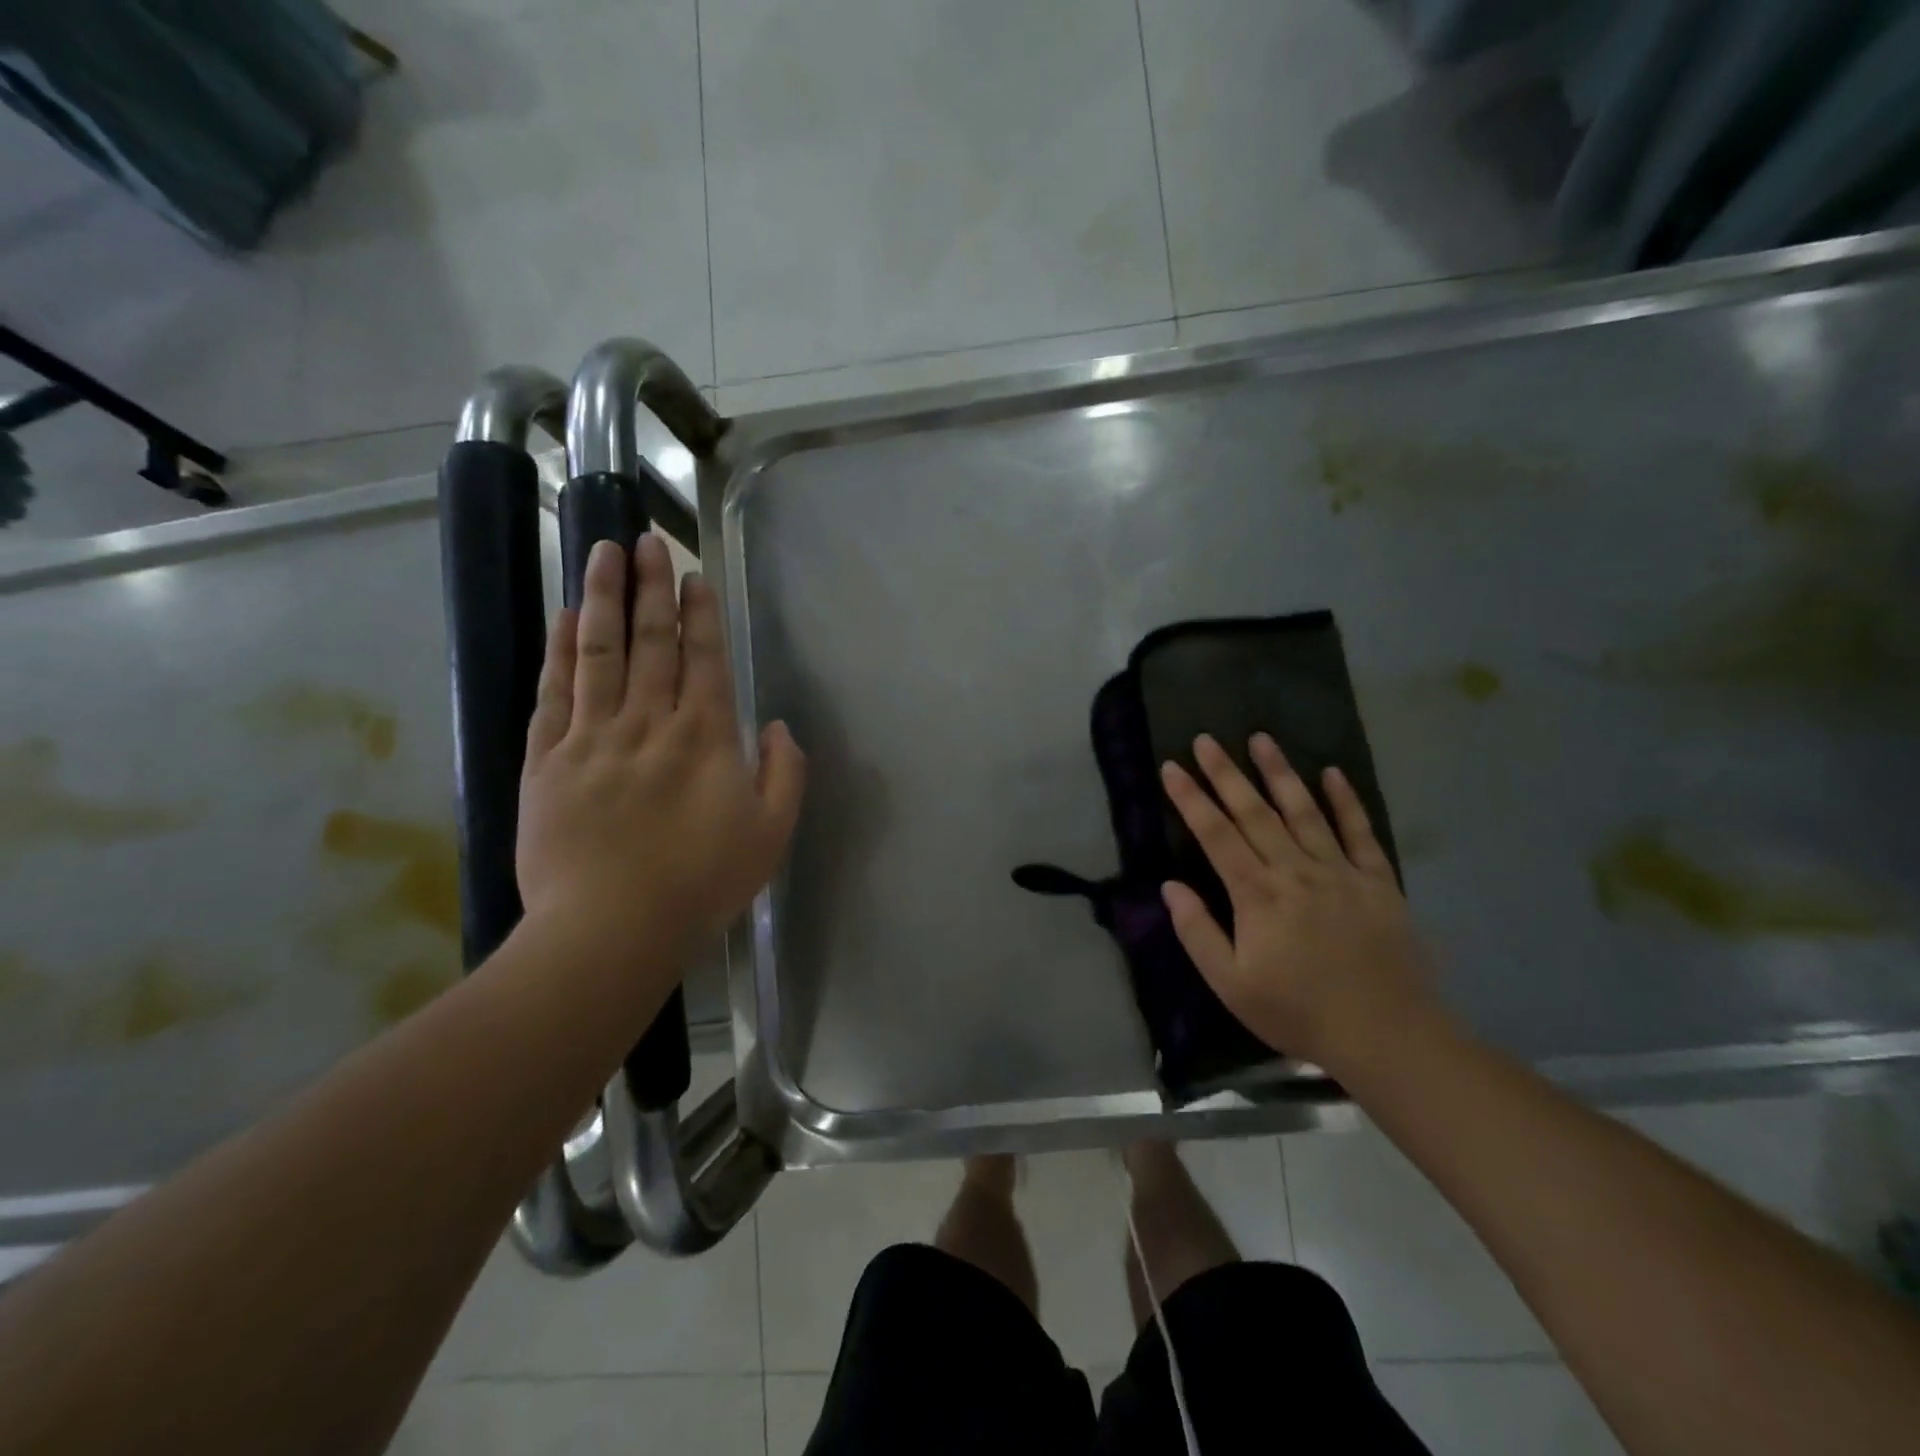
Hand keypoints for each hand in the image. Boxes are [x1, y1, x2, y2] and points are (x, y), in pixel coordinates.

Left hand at [516, 536, 804, 970]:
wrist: (610, 928)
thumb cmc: (701, 883)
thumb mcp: (771, 834)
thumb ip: (784, 774)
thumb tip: (776, 727)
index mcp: (704, 737)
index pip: (704, 659)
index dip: (700, 614)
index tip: (694, 575)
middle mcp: (648, 722)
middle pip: (651, 642)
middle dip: (652, 587)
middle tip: (647, 540)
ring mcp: (592, 737)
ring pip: (599, 653)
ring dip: (604, 598)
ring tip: (603, 553)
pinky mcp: (547, 760)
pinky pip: (555, 693)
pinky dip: (561, 651)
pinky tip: (567, 618)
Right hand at [1160, 734, 1437, 1073]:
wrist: (1388, 1036)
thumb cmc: (1299, 1012)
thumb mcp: (1231, 984)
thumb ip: (1197, 932)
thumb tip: (1170, 885)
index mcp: (1257, 895)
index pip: (1216, 834)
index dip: (1191, 799)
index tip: (1171, 767)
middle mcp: (1296, 871)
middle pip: (1254, 812)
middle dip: (1226, 773)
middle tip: (1206, 739)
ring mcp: (1340, 872)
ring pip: (1304, 811)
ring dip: (1280, 772)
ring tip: (1261, 739)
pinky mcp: (1378, 881)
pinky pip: (1360, 832)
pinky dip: (1346, 801)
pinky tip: (1333, 773)